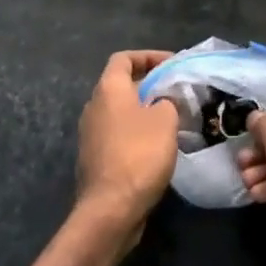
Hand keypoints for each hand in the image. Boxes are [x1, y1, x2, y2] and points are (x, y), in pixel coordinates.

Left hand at [75, 50, 180, 249]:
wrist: (110, 209)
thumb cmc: (139, 154)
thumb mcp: (165, 120)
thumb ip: (166, 101)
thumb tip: (161, 103)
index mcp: (108, 89)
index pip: (124, 58)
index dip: (148, 56)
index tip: (172, 64)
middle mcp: (94, 106)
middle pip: (121, 84)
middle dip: (149, 84)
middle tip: (175, 92)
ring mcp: (90, 134)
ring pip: (120, 111)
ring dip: (144, 110)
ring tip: (171, 118)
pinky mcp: (94, 158)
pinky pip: (118, 134)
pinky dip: (136, 132)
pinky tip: (157, 146)